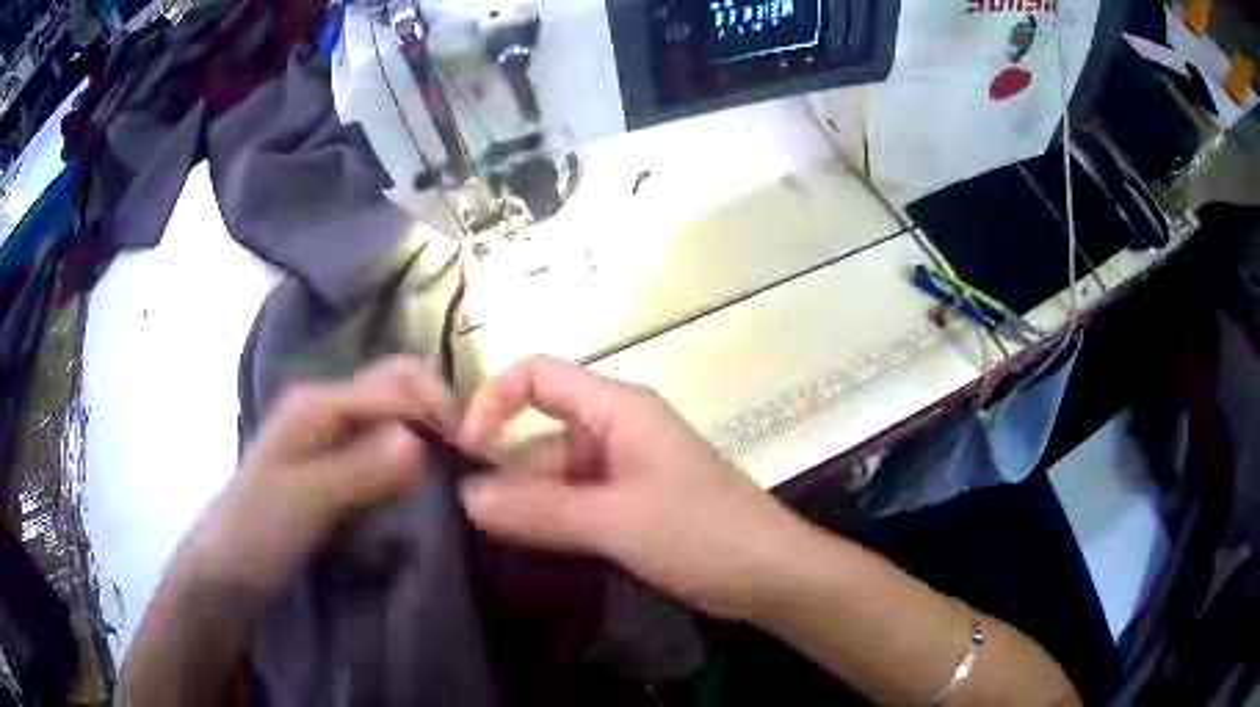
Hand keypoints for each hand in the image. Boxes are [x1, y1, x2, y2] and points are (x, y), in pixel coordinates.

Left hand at [177, 357, 454, 597]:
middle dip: (438, 408)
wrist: (227, 564)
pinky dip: (413, 450)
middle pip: (397, 383)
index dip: (438, 409)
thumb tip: (423, 440)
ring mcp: (331, 430)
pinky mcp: (336, 458)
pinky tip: (424, 480)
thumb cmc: (258, 529)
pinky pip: (385, 440)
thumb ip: (361, 469)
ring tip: (452, 469)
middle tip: (466, 456)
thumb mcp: (308, 501)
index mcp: (317, 402)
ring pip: (394, 410)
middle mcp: (327, 403)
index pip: (395, 386)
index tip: (474, 452)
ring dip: (428, 429)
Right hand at [457, 356, 805, 619]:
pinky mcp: (634, 501)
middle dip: (505, 467)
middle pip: (542, 430)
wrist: (772, 572)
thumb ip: (538, 510)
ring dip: (528, 500)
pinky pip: (579, 499)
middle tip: (469, 517)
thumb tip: (466, 499)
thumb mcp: (615, 521)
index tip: (464, 450)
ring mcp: (627, 467)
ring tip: (491, 538)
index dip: (493, 400)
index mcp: (618, 409)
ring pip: (558, 471)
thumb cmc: (701, 534)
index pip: (538, 375)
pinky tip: (529, 546)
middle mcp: (618, 428)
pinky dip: (553, 518)